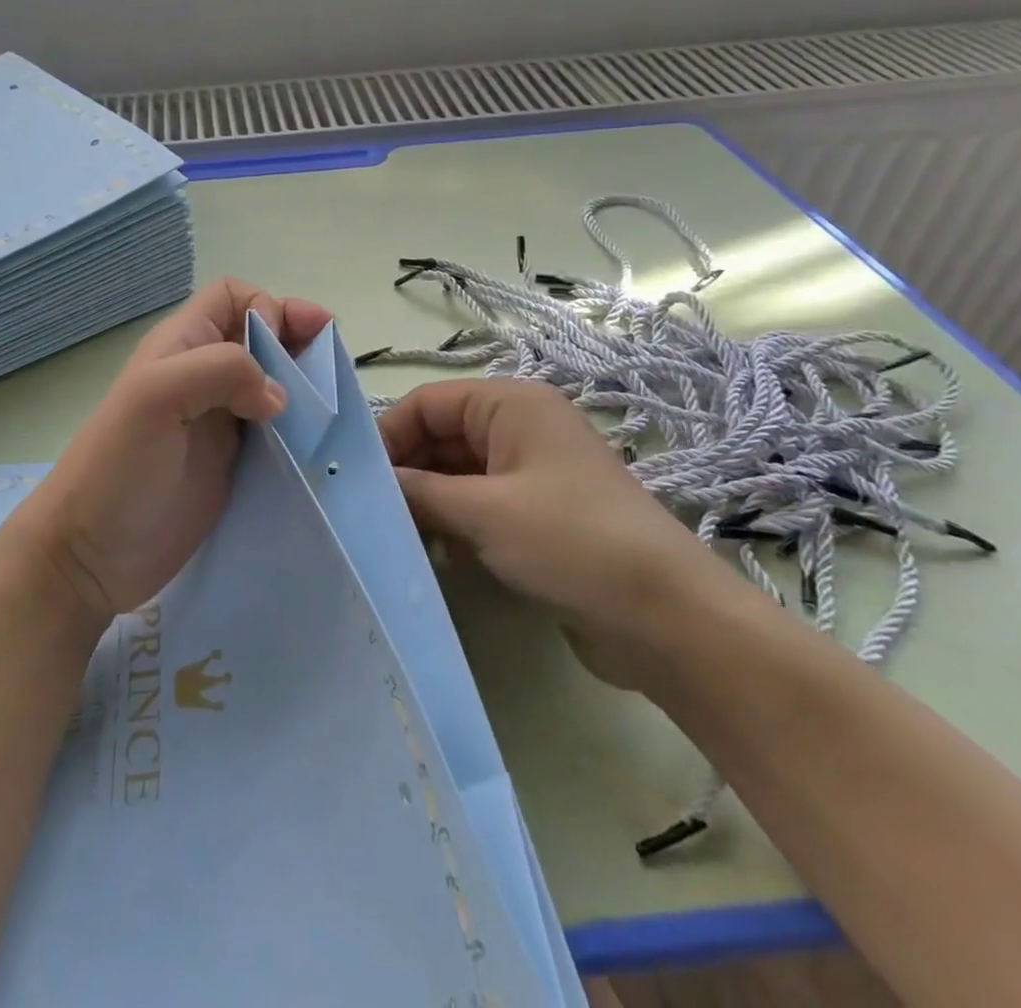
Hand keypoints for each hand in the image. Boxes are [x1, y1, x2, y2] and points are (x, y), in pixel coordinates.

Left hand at [28, 278, 333, 623]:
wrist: (91, 555)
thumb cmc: (117, 467)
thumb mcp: (156, 397)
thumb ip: (219, 371)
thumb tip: (278, 394)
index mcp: (182, 348)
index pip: (232, 296)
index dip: (265, 306)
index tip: (284, 345)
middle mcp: (203, 376)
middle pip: (262, 335)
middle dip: (298, 339)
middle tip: (330, 365)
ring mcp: (220, 421)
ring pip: (274, 381)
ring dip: (306, 383)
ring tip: (332, 403)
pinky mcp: (233, 462)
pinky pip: (277, 430)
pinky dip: (302, 427)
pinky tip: (319, 441)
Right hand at [380, 378, 730, 691]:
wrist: (667, 618)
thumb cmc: (571, 541)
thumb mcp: (483, 512)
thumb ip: (418, 492)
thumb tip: (362, 485)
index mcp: (511, 404)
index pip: (427, 403)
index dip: (388, 435)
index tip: (353, 479)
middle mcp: (520, 428)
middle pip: (441, 437)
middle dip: (406, 472)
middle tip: (368, 513)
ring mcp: (531, 473)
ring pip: (457, 474)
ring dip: (427, 502)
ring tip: (396, 537)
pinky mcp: (538, 515)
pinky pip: (479, 506)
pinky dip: (454, 524)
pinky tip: (436, 556)